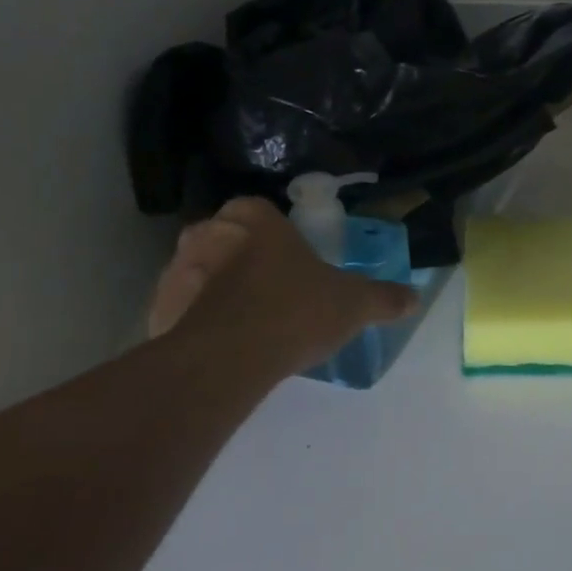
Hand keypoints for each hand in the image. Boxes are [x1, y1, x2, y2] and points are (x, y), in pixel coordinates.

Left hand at [147, 198, 418, 378]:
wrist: (230, 357)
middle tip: (272, 296)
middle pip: (229, 241)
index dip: (279, 239)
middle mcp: (208, 231)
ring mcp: (176, 269)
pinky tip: (222, 346)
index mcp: (253, 217)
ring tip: (247, 327)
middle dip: (245, 262)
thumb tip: (413, 298)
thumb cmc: (295, 310)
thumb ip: (382, 297)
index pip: (263, 213)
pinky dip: (197, 322)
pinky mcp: (158, 308)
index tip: (293, 266)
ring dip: (218, 292)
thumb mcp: (353, 304)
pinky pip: (182, 309)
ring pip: (202, 274)